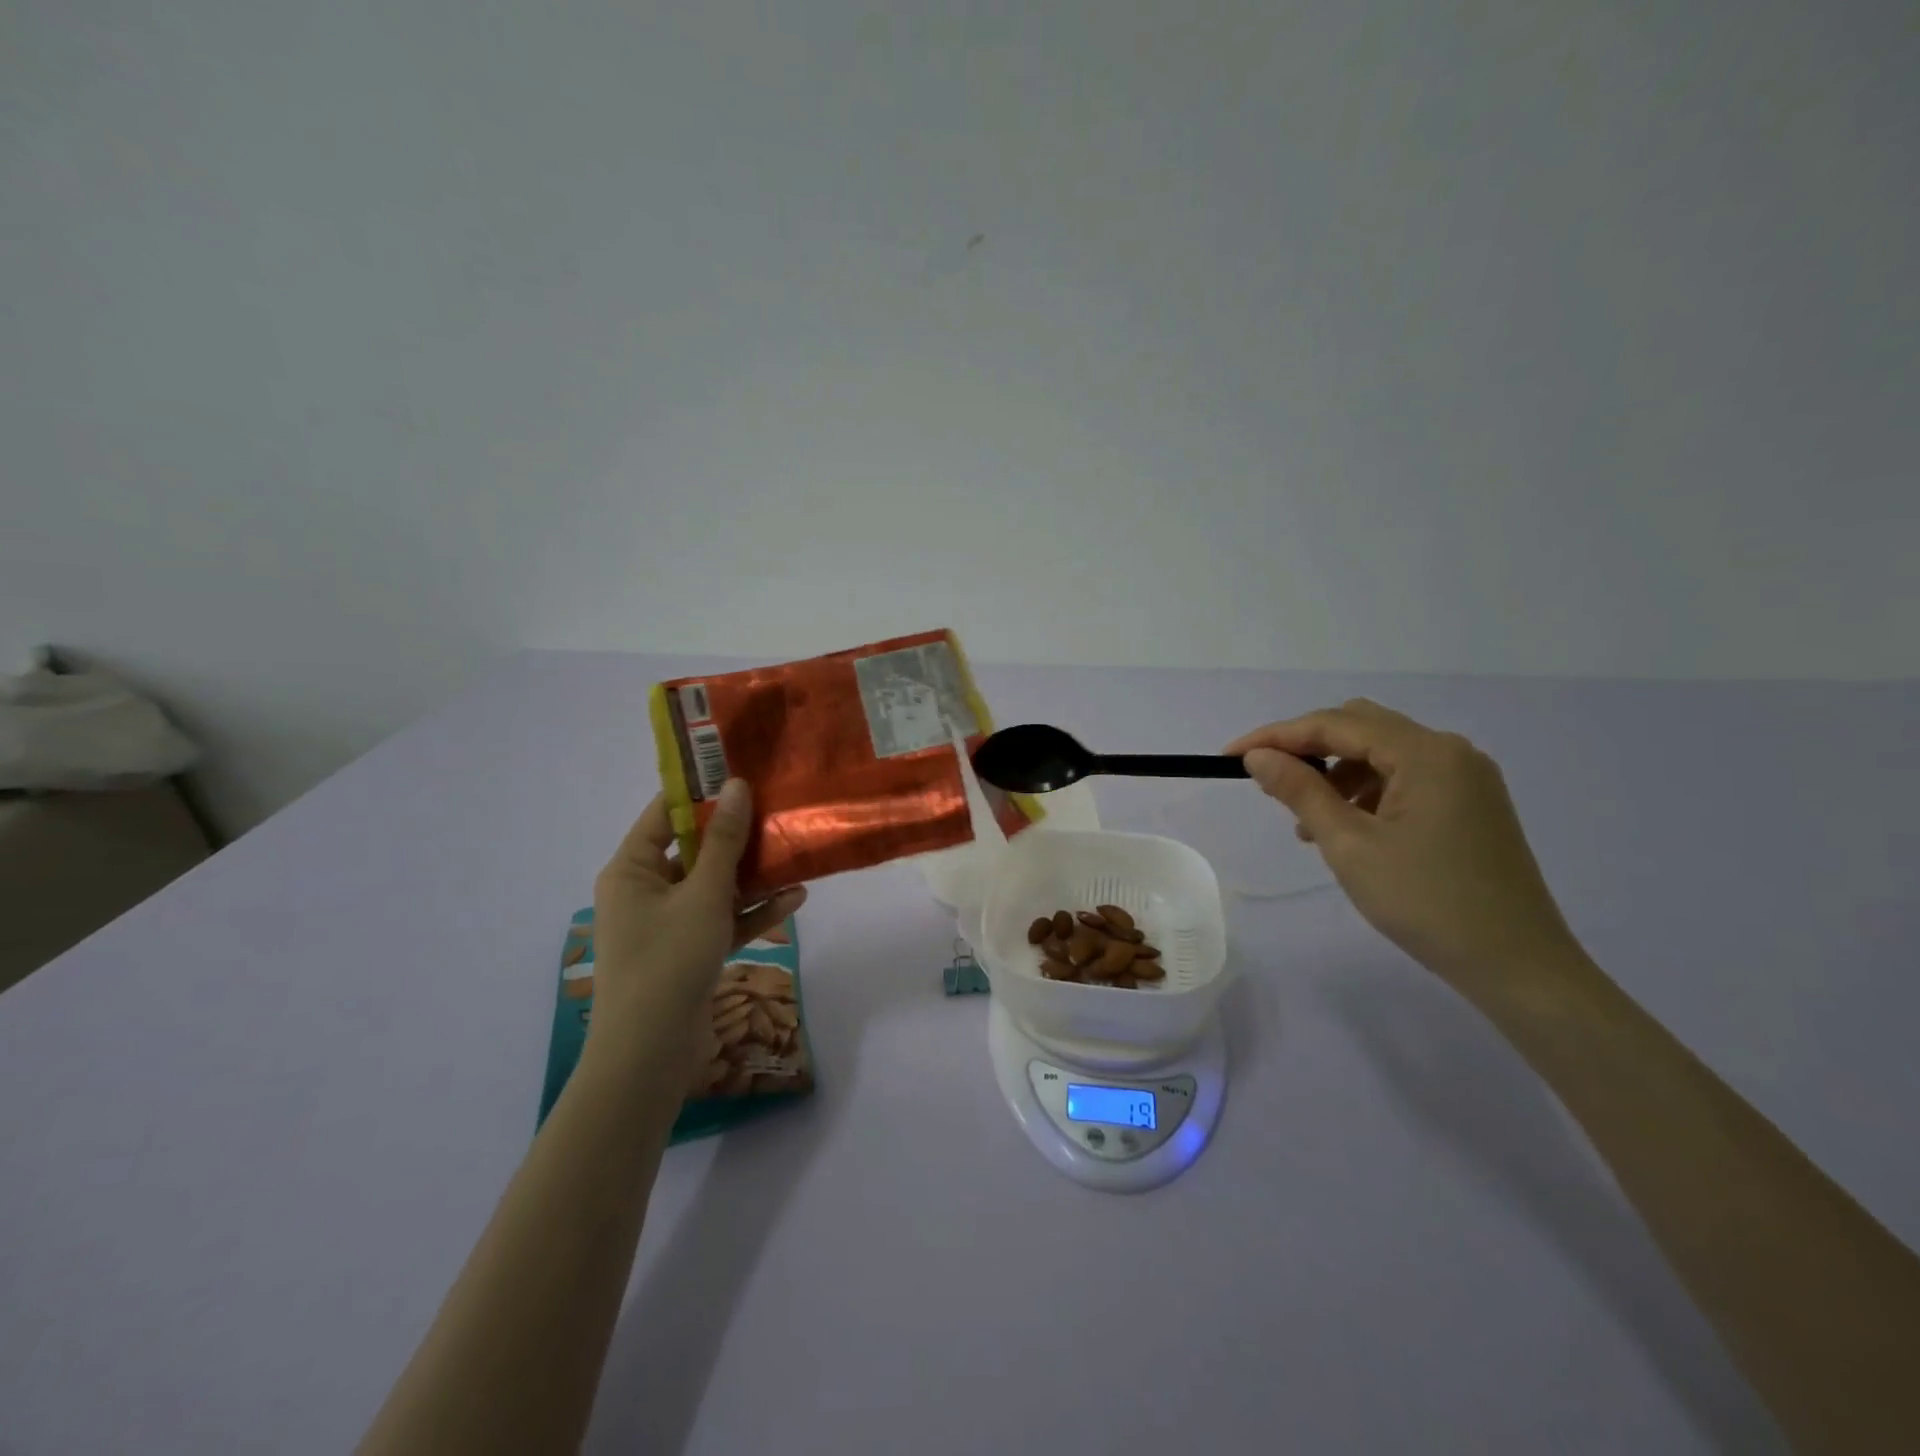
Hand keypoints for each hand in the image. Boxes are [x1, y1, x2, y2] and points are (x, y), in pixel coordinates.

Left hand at [589, 781, 806, 1059]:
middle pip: (694, 851)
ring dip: (752, 877)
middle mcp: (646, 891)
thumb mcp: (703, 895)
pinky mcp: (689, 951)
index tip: (742, 772)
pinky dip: (752, 912)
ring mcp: (668, 923)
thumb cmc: (668, 960)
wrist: (650, 1053)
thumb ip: (725, 842)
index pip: (663, 814)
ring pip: (714, 887)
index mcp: (632, 869)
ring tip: (794, 856)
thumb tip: (737, 786)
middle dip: (738, 837)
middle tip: (777, 811)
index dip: (701, 793)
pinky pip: (722, 921)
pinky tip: (794, 900)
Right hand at [1227, 700, 1581, 993]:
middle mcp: (1450, 751)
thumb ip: (1300, 792)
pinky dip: (1365, 791)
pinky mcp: (1470, 803)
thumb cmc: (1427, 902)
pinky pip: (1403, 778)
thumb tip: (1257, 756)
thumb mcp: (1349, 846)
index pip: (1335, 724)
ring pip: (1380, 753)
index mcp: (1426, 753)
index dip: (1276, 736)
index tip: (1229, 757)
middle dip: (1307, 749)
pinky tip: (1346, 828)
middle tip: (1267, 781)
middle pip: (1360, 727)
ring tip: (1305, 820)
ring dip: (1335, 773)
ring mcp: (1465, 777)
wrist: (1519, 966)